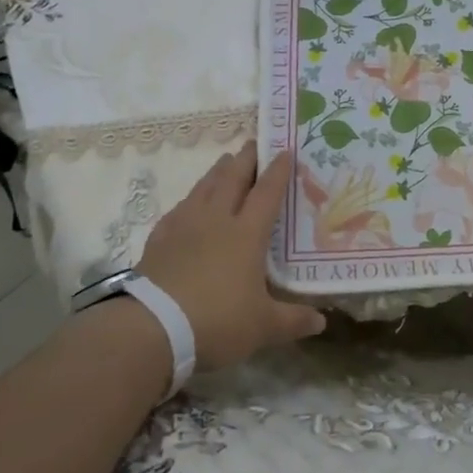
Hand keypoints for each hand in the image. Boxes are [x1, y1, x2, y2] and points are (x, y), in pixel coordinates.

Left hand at [135, 146, 325, 371]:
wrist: (151, 329)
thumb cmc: (216, 322)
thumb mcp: (262, 327)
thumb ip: (293, 321)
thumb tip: (322, 323)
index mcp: (247, 234)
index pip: (267, 193)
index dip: (278, 171)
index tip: (285, 150)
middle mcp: (216, 221)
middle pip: (233, 180)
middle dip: (246, 159)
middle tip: (255, 143)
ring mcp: (184, 228)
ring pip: (203, 188)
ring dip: (217, 172)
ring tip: (225, 161)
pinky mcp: (159, 241)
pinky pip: (178, 210)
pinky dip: (189, 200)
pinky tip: (189, 204)